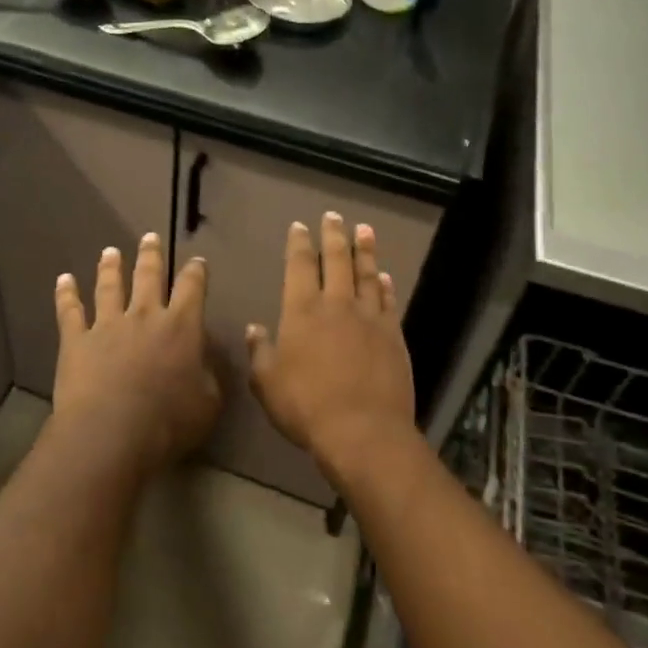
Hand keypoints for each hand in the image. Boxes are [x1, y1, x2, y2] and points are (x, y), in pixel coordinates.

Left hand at [52, 233, 220, 472]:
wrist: (111, 432)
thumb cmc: (168, 422)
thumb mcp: (208, 403)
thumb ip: (209, 375)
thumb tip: (205, 357)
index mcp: (181, 327)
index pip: (192, 288)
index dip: (196, 272)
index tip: (196, 261)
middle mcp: (144, 315)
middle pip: (148, 276)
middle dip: (151, 255)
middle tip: (149, 237)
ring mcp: (107, 324)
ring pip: (109, 286)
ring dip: (110, 267)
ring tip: (110, 251)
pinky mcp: (76, 340)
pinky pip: (69, 311)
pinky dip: (66, 294)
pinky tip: (63, 279)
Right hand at [246, 214, 414, 483]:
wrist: (362, 431)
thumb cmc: (306, 406)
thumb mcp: (267, 383)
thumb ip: (261, 352)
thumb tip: (255, 329)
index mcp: (302, 310)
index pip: (300, 266)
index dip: (299, 244)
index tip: (300, 226)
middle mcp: (337, 304)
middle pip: (337, 260)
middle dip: (334, 235)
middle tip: (334, 216)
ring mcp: (369, 318)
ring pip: (367, 274)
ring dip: (364, 250)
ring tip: (364, 230)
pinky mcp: (393, 335)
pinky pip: (388, 301)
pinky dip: (385, 285)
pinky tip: (384, 276)